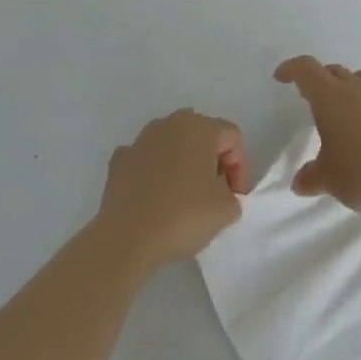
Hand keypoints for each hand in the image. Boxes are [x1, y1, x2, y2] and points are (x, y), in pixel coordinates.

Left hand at [94, 109, 248, 272]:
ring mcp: (142, 138)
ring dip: (182, 162)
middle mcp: (171, 123)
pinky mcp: (120, 158)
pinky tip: (154, 196)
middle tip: (214, 192)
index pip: (232, 137)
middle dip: (212, 159)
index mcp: (200, 127)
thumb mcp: (225, 210)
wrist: (127, 237)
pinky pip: (146, 158)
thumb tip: (222, 192)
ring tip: (183, 196)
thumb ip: (233, 195)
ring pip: (172, 143)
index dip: (240, 166)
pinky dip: (154, 172)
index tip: (235, 197)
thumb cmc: (183, 216)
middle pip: (202, 134)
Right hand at [274, 57, 360, 214]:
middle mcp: (356, 88)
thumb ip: (312, 177)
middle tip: (312, 98)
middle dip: (319, 80)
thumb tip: (299, 183)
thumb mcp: (330, 180)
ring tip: (345, 108)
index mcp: (330, 97)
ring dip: (349, 86)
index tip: (281, 77)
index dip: (291, 69)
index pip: (306, 69)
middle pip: (334, 71)